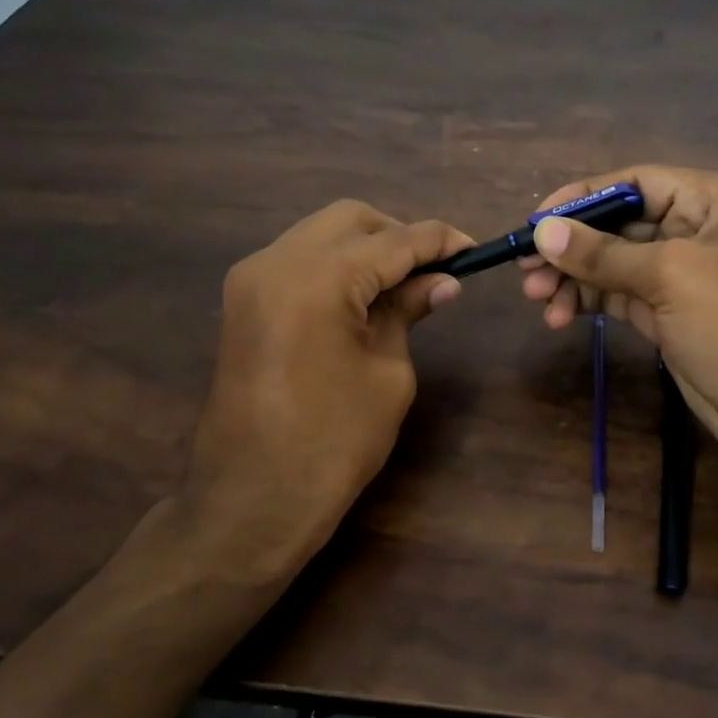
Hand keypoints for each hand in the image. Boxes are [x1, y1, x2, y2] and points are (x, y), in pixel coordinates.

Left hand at [172, 201, 471, 580]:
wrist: (253, 498)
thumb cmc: (334, 442)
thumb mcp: (388, 373)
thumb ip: (408, 312)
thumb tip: (442, 281)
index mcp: (317, 278)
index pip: (394, 240)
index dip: (439, 240)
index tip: (473, 249)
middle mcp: (276, 261)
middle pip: (350, 219)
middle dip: (398, 235)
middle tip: (434, 271)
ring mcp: (251, 279)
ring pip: (320, 234)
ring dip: (365, 248)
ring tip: (402, 286)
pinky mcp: (243, 301)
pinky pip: (298, 260)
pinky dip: (335, 266)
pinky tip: (362, 298)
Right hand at [519, 166, 717, 475]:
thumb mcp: (671, 277)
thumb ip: (602, 253)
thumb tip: (541, 231)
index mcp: (716, 198)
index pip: (636, 182)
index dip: (583, 197)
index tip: (536, 220)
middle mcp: (702, 228)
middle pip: (621, 225)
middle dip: (573, 247)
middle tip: (525, 269)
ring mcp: (687, 274)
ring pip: (616, 264)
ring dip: (575, 279)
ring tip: (536, 299)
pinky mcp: (673, 313)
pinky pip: (622, 296)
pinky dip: (590, 302)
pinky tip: (559, 316)